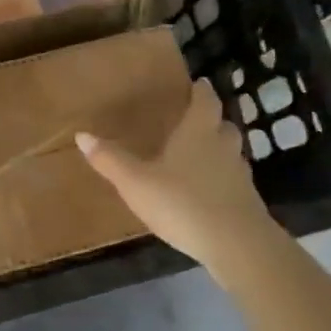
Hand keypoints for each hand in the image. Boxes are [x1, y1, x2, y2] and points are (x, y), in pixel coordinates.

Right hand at [77, 78, 276, 282]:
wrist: (237, 246)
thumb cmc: (183, 203)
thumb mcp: (136, 183)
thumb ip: (110, 159)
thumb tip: (82, 135)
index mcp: (198, 131)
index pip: (206, 100)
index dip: (201, 91)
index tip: (196, 85)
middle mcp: (223, 146)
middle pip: (222, 124)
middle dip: (210, 120)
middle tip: (192, 122)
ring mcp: (240, 175)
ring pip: (230, 153)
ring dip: (217, 151)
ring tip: (196, 157)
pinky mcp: (248, 202)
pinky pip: (233, 181)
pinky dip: (221, 180)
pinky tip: (206, 193)